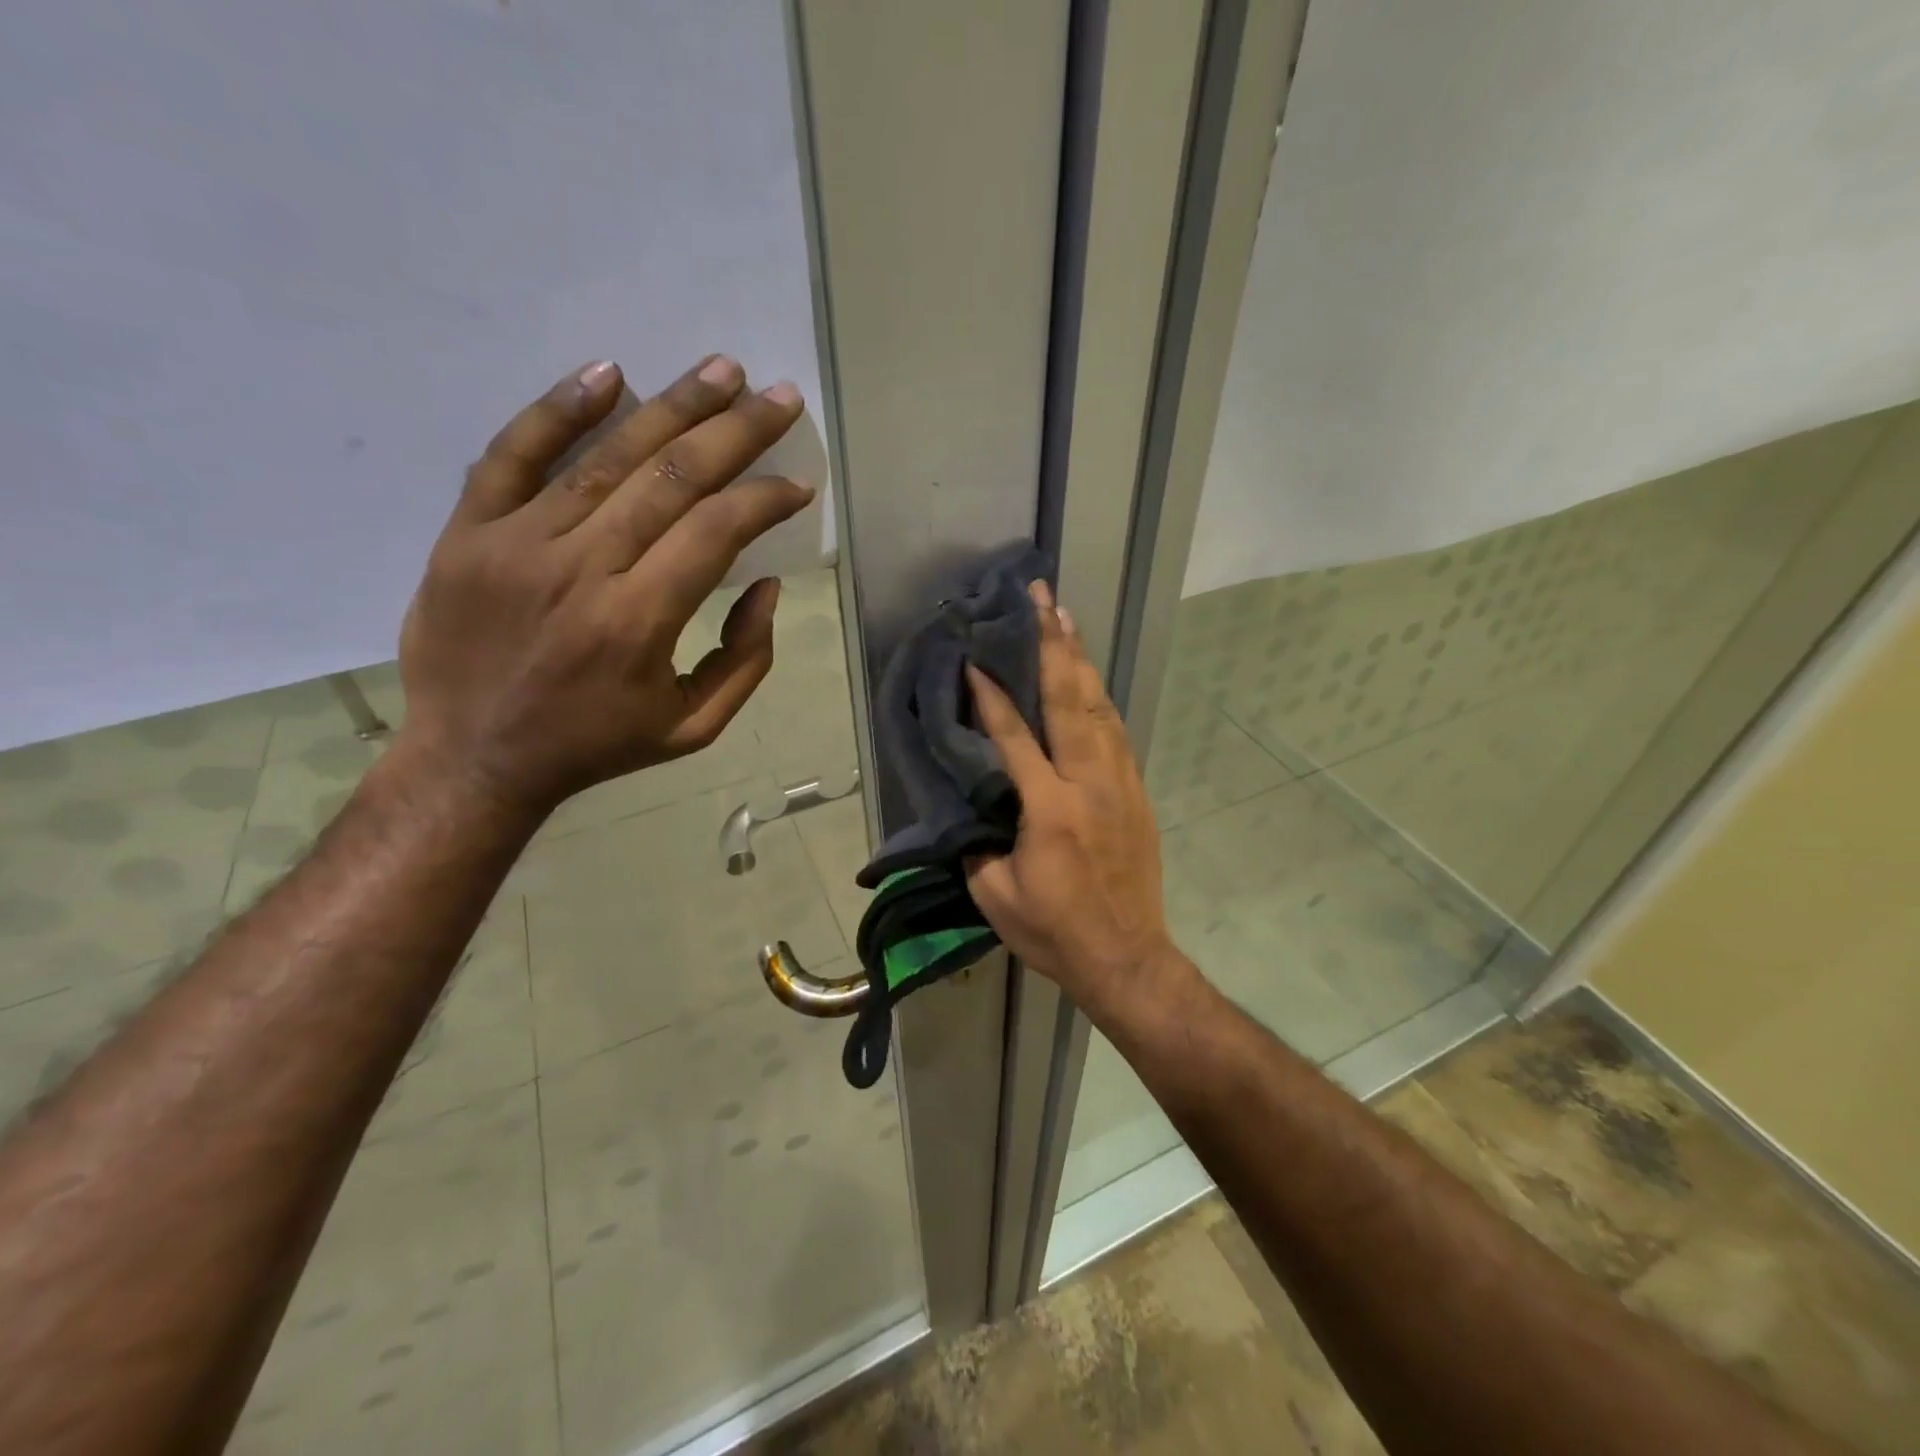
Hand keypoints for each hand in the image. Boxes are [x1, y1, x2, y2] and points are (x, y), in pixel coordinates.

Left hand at [394, 356, 813, 819]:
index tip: (797, 485)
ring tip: (721, 370)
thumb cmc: (596, 745)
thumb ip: (744, 660)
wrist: (473, 758)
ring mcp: (518, 543)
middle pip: (672, 478)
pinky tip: (608, 373)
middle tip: (778, 397)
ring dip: (672, 406)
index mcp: (640, 622)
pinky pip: (512, 454)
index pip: (716, 531)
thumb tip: (766, 586)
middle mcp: (583, 569)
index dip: (764, 500)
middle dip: (736, 432)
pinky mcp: (469, 532)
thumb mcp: (693, 726)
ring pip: (607, 458)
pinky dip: (559, 410)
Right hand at [964, 582, 1179, 1013]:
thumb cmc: (1055, 931)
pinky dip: (1099, 697)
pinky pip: (1116, 731)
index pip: (1015, 737)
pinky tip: (1089, 677)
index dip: (992, 695)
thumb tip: (971, 805)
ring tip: (1066, 618)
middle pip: (1069, 700)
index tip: (975, 658)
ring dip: (1080, 659)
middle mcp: (1088, 783)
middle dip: (1052, 644)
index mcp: (1049, 808)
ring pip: (1099, 707)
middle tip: (1041, 598)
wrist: (1127, 957)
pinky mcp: (1136, 791)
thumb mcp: (995, 896)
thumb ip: (978, 843)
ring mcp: (1119, 783)